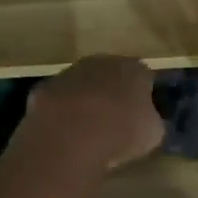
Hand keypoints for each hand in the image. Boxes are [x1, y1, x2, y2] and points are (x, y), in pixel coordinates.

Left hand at [22, 55, 163, 169]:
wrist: (72, 135)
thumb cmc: (122, 131)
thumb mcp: (152, 133)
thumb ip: (151, 121)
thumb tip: (147, 122)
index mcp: (134, 69)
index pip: (143, 76)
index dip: (143, 96)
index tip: (140, 116)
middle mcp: (103, 62)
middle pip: (110, 75)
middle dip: (111, 94)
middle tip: (112, 122)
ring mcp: (71, 72)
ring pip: (81, 85)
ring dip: (84, 102)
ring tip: (85, 133)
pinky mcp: (45, 88)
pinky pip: (57, 101)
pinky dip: (59, 114)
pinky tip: (61, 135)